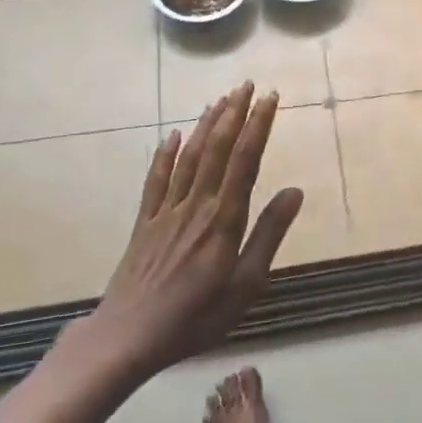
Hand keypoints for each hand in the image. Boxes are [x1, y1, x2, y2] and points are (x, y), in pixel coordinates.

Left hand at [84, 82, 302, 384]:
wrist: (127, 337)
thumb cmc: (196, 317)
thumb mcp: (246, 285)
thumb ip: (269, 235)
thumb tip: (295, 191)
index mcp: (224, 220)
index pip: (246, 161)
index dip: (258, 126)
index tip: (270, 98)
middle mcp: (196, 206)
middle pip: (217, 150)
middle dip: (233, 114)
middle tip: (246, 85)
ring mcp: (166, 212)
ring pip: (189, 158)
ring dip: (206, 126)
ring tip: (220, 100)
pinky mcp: (144, 223)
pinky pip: (156, 180)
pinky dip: (165, 155)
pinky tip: (173, 135)